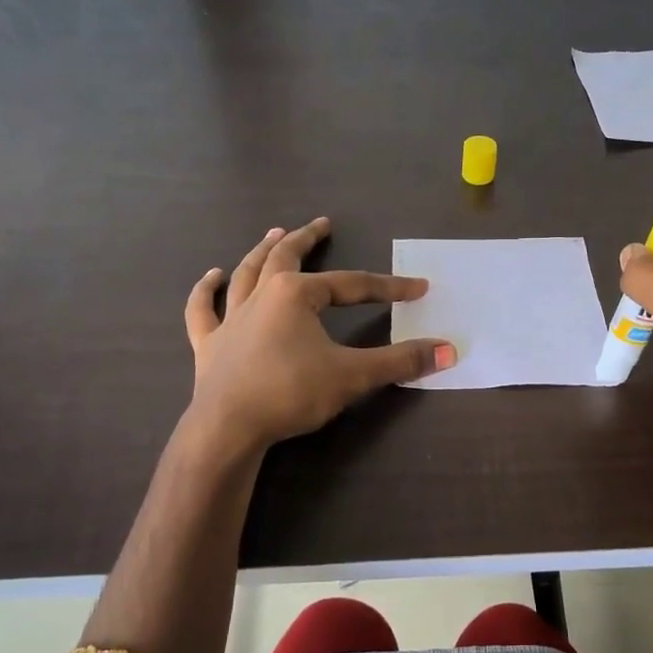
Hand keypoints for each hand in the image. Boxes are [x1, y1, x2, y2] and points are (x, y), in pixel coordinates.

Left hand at [183, 217, 453, 452]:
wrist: (228, 427)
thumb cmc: (291, 393)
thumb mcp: (353, 376)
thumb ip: (400, 362)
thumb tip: (449, 351)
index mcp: (296, 295)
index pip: (352, 286)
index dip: (388, 287)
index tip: (418, 288)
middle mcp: (261, 296)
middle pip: (286, 257)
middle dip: (307, 239)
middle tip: (322, 224)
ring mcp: (231, 318)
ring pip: (247, 274)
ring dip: (262, 252)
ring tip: (274, 234)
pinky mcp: (209, 344)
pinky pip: (203, 310)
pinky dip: (206, 291)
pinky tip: (213, 276)